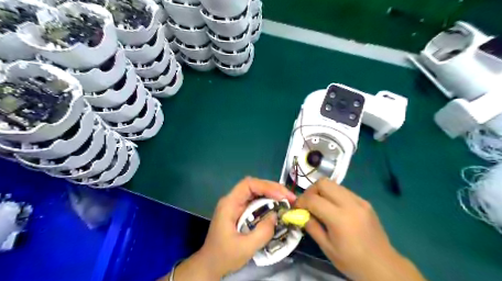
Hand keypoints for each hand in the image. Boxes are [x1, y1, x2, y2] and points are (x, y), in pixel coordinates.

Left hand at [167, 177, 294, 278]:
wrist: (210, 265)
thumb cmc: (224, 256)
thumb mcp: (245, 247)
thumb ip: (263, 232)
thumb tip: (276, 216)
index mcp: (229, 204)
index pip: (248, 185)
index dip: (266, 186)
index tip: (281, 196)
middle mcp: (233, 200)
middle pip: (254, 185)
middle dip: (273, 189)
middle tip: (290, 197)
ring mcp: (236, 205)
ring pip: (256, 192)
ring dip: (272, 194)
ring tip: (288, 201)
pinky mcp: (241, 211)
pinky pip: (256, 202)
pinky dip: (268, 202)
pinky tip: (278, 207)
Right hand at [295, 179, 424, 279]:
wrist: (383, 265)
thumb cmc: (352, 260)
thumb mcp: (327, 247)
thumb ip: (311, 226)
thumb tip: (300, 213)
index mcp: (339, 218)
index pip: (313, 199)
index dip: (301, 201)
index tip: (297, 208)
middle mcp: (350, 204)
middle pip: (323, 183)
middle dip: (311, 190)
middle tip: (308, 203)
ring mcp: (359, 201)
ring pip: (333, 184)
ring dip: (322, 191)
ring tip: (320, 205)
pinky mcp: (365, 201)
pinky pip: (343, 191)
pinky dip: (333, 195)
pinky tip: (334, 208)